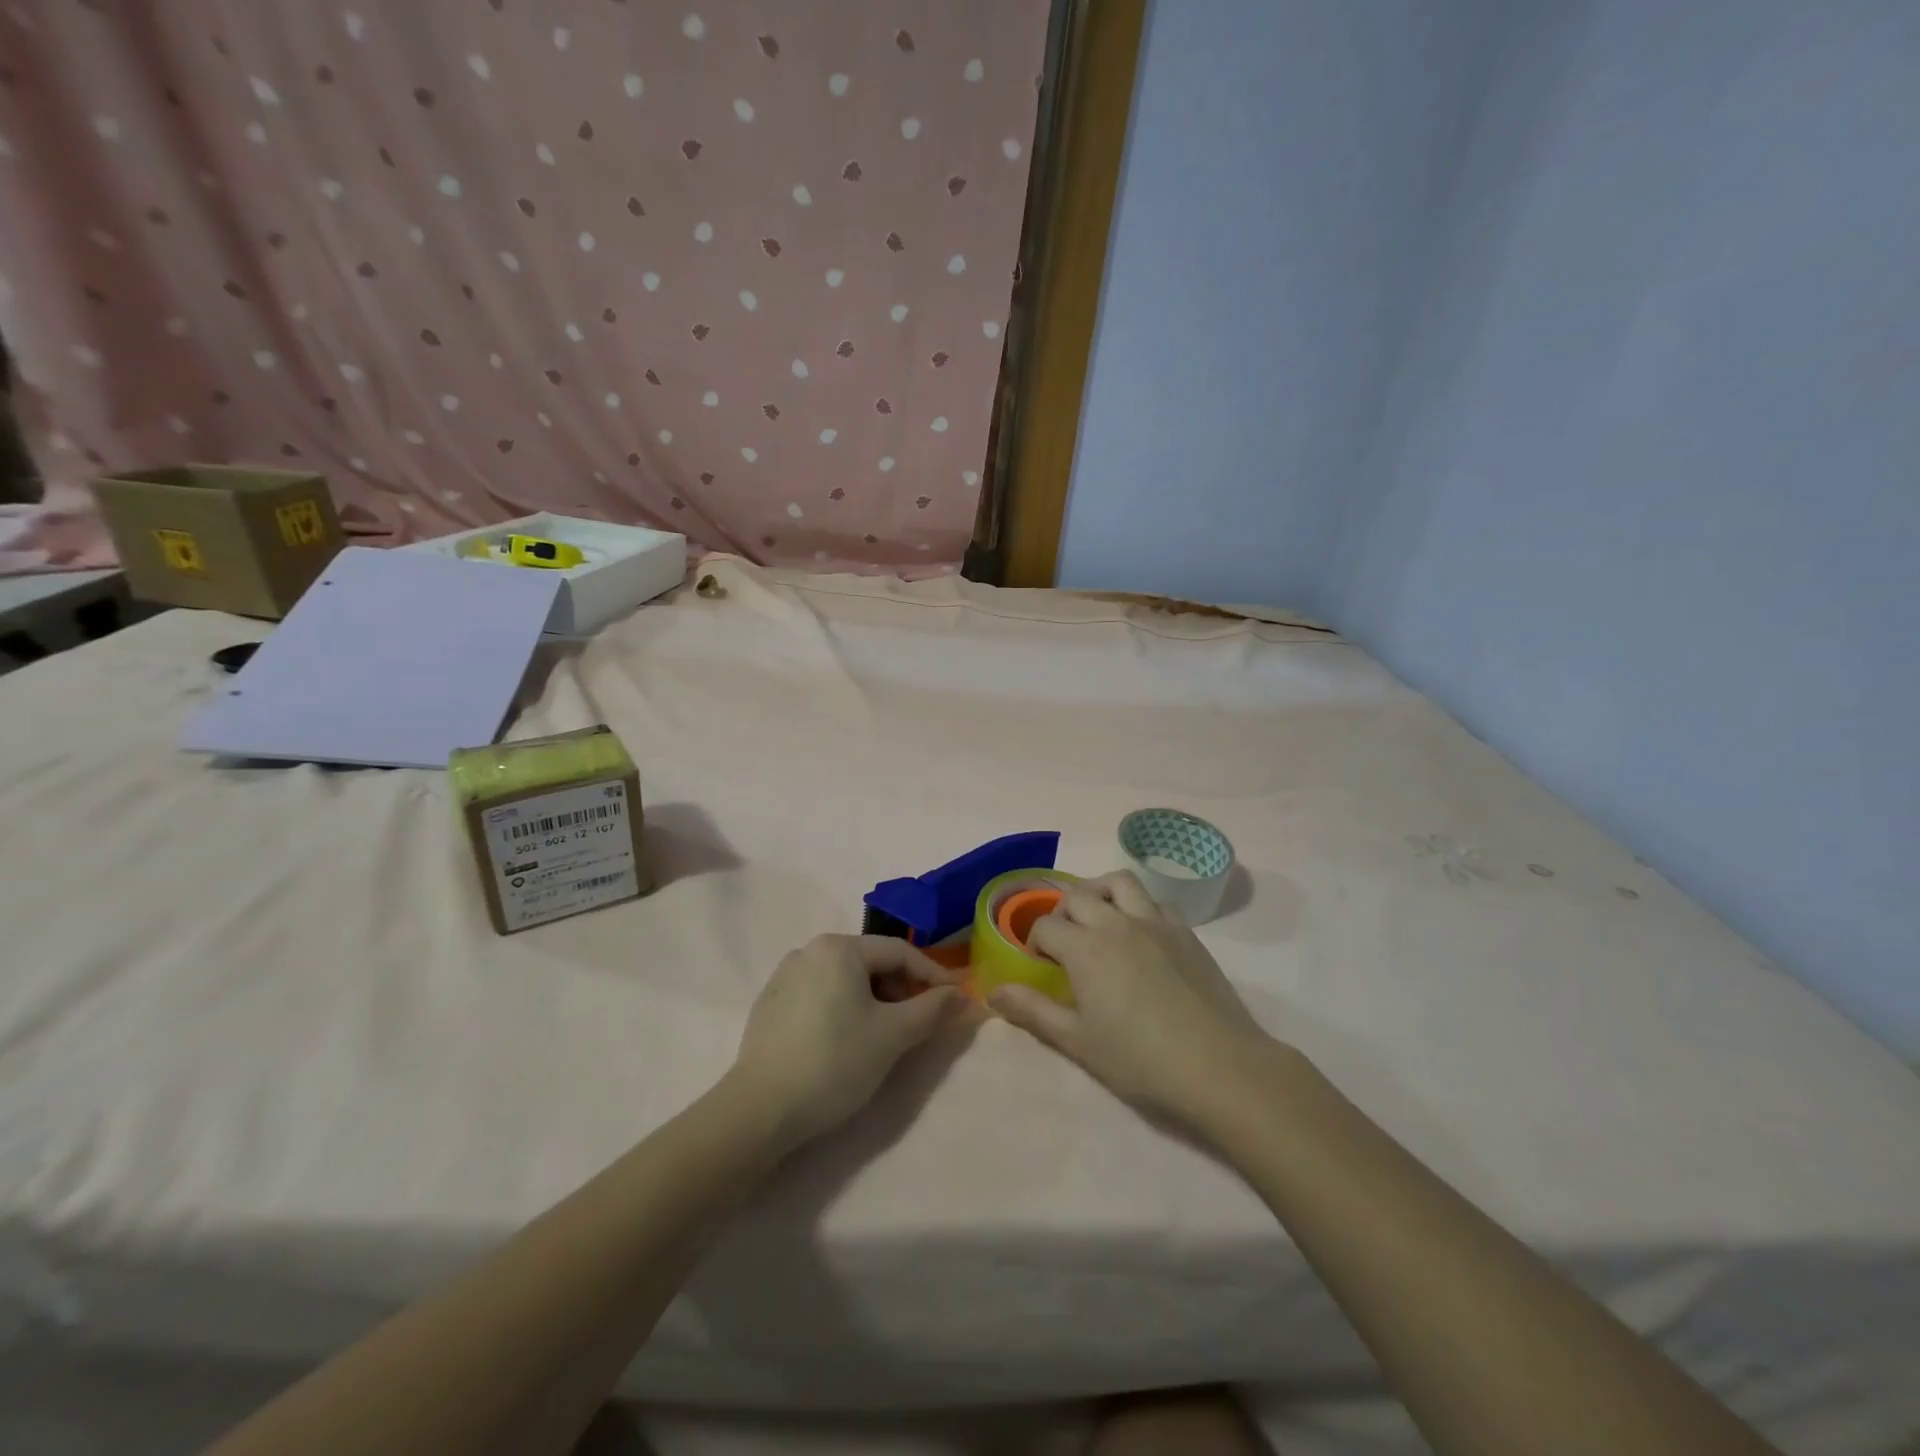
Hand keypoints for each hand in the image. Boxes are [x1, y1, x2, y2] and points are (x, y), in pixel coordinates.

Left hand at [730, 934, 963, 1149]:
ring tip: (884, 1037)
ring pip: (845, 980)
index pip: (899, 952)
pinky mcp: (769, 1005)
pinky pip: (819, 996)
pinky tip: (845, 1044)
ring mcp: (784, 977)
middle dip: (901, 990)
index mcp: (839, 947)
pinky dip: (843, 1011)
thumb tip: (963, 996)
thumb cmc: (835, 1062)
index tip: (955, 1000)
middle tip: (918, 1024)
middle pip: (870, 963)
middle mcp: (808, 951)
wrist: (760, 1110)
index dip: (933, 975)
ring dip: (873, 1001)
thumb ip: (933, 1010)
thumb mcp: (893, 1035)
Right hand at [989, 872, 1275, 1126]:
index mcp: (1085, 948)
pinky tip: (1139, 935)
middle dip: (1061, 913)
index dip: (1035, 942)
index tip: (1040, 965)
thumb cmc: (1140, 1060)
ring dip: (1099, 892)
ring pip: (1119, 883)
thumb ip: (1033, 1011)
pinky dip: (1137, 906)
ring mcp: (1155, 922)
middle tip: (1064, 943)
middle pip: (1077, 896)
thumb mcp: (1077, 1041)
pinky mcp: (1186, 931)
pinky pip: (1154, 901)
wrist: (1219, 1067)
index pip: (1045, 926)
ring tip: (1098, 919)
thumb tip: (994, 991)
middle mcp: (1117, 922)